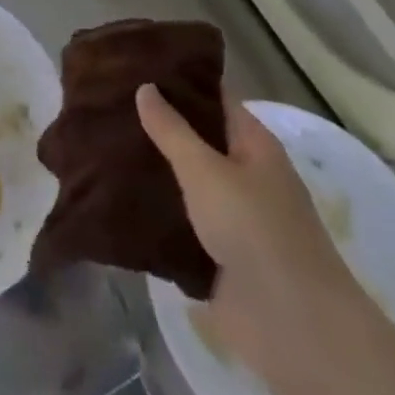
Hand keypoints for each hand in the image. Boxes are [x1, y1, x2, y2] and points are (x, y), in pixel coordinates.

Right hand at [136, 85, 376, 394]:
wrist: (293, 328)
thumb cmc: (255, 230)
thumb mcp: (206, 170)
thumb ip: (172, 129)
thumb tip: (145, 86)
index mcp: (254, 144)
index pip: (212, 97)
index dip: (178, 81)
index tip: (134, 66)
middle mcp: (246, 174)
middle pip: (197, 140)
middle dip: (157, 125)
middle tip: (107, 104)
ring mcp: (232, 217)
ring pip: (186, 183)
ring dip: (153, 170)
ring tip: (102, 144)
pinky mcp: (218, 256)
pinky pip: (181, 224)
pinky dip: (156, 213)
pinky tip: (116, 197)